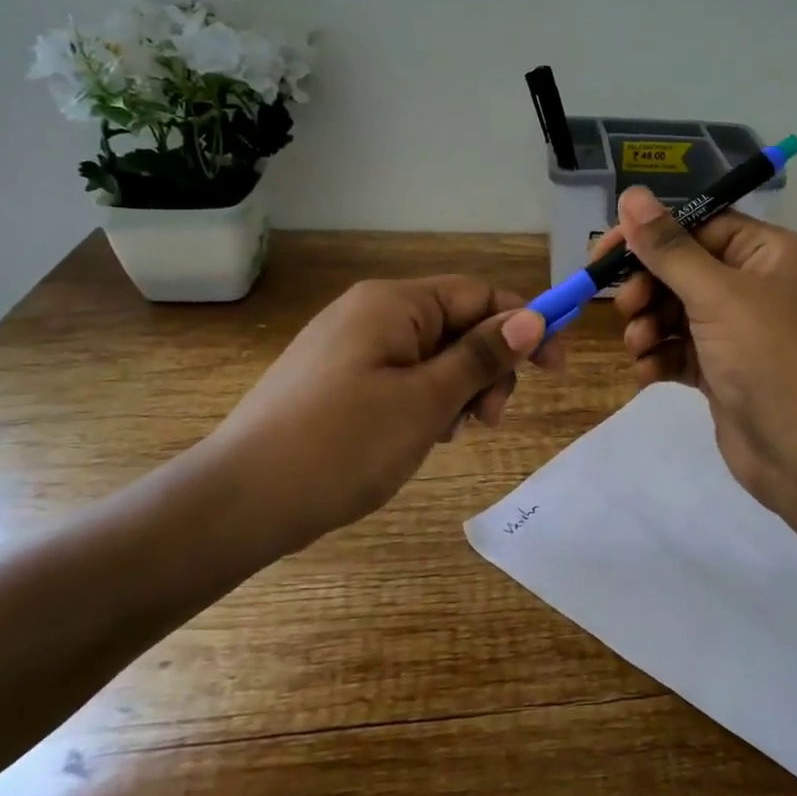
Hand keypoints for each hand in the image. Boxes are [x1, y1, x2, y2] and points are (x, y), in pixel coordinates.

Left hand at [184, 276, 562, 558]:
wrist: (240, 501)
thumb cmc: (342, 444)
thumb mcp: (426, 400)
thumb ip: (482, 356)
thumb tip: (532, 318)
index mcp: (393, 304)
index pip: (479, 294)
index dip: (524, 324)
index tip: (556, 368)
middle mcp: (371, 313)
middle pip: (457, 325)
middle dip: (486, 368)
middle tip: (489, 420)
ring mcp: (350, 347)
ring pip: (432, 356)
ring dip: (458, 390)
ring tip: (450, 434)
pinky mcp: (337, 380)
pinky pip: (401, 377)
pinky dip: (425, 402)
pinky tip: (421, 437)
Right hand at [603, 186, 796, 519]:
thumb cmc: (770, 358)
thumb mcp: (717, 295)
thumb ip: (668, 248)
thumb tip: (631, 194)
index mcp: (766, 254)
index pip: (699, 226)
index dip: (650, 237)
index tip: (604, 254)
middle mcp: (755, 287)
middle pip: (683, 271)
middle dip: (648, 288)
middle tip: (625, 308)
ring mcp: (739, 334)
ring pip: (676, 314)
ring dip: (649, 326)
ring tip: (639, 346)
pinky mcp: (725, 374)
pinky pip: (681, 353)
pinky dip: (660, 359)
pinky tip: (648, 374)